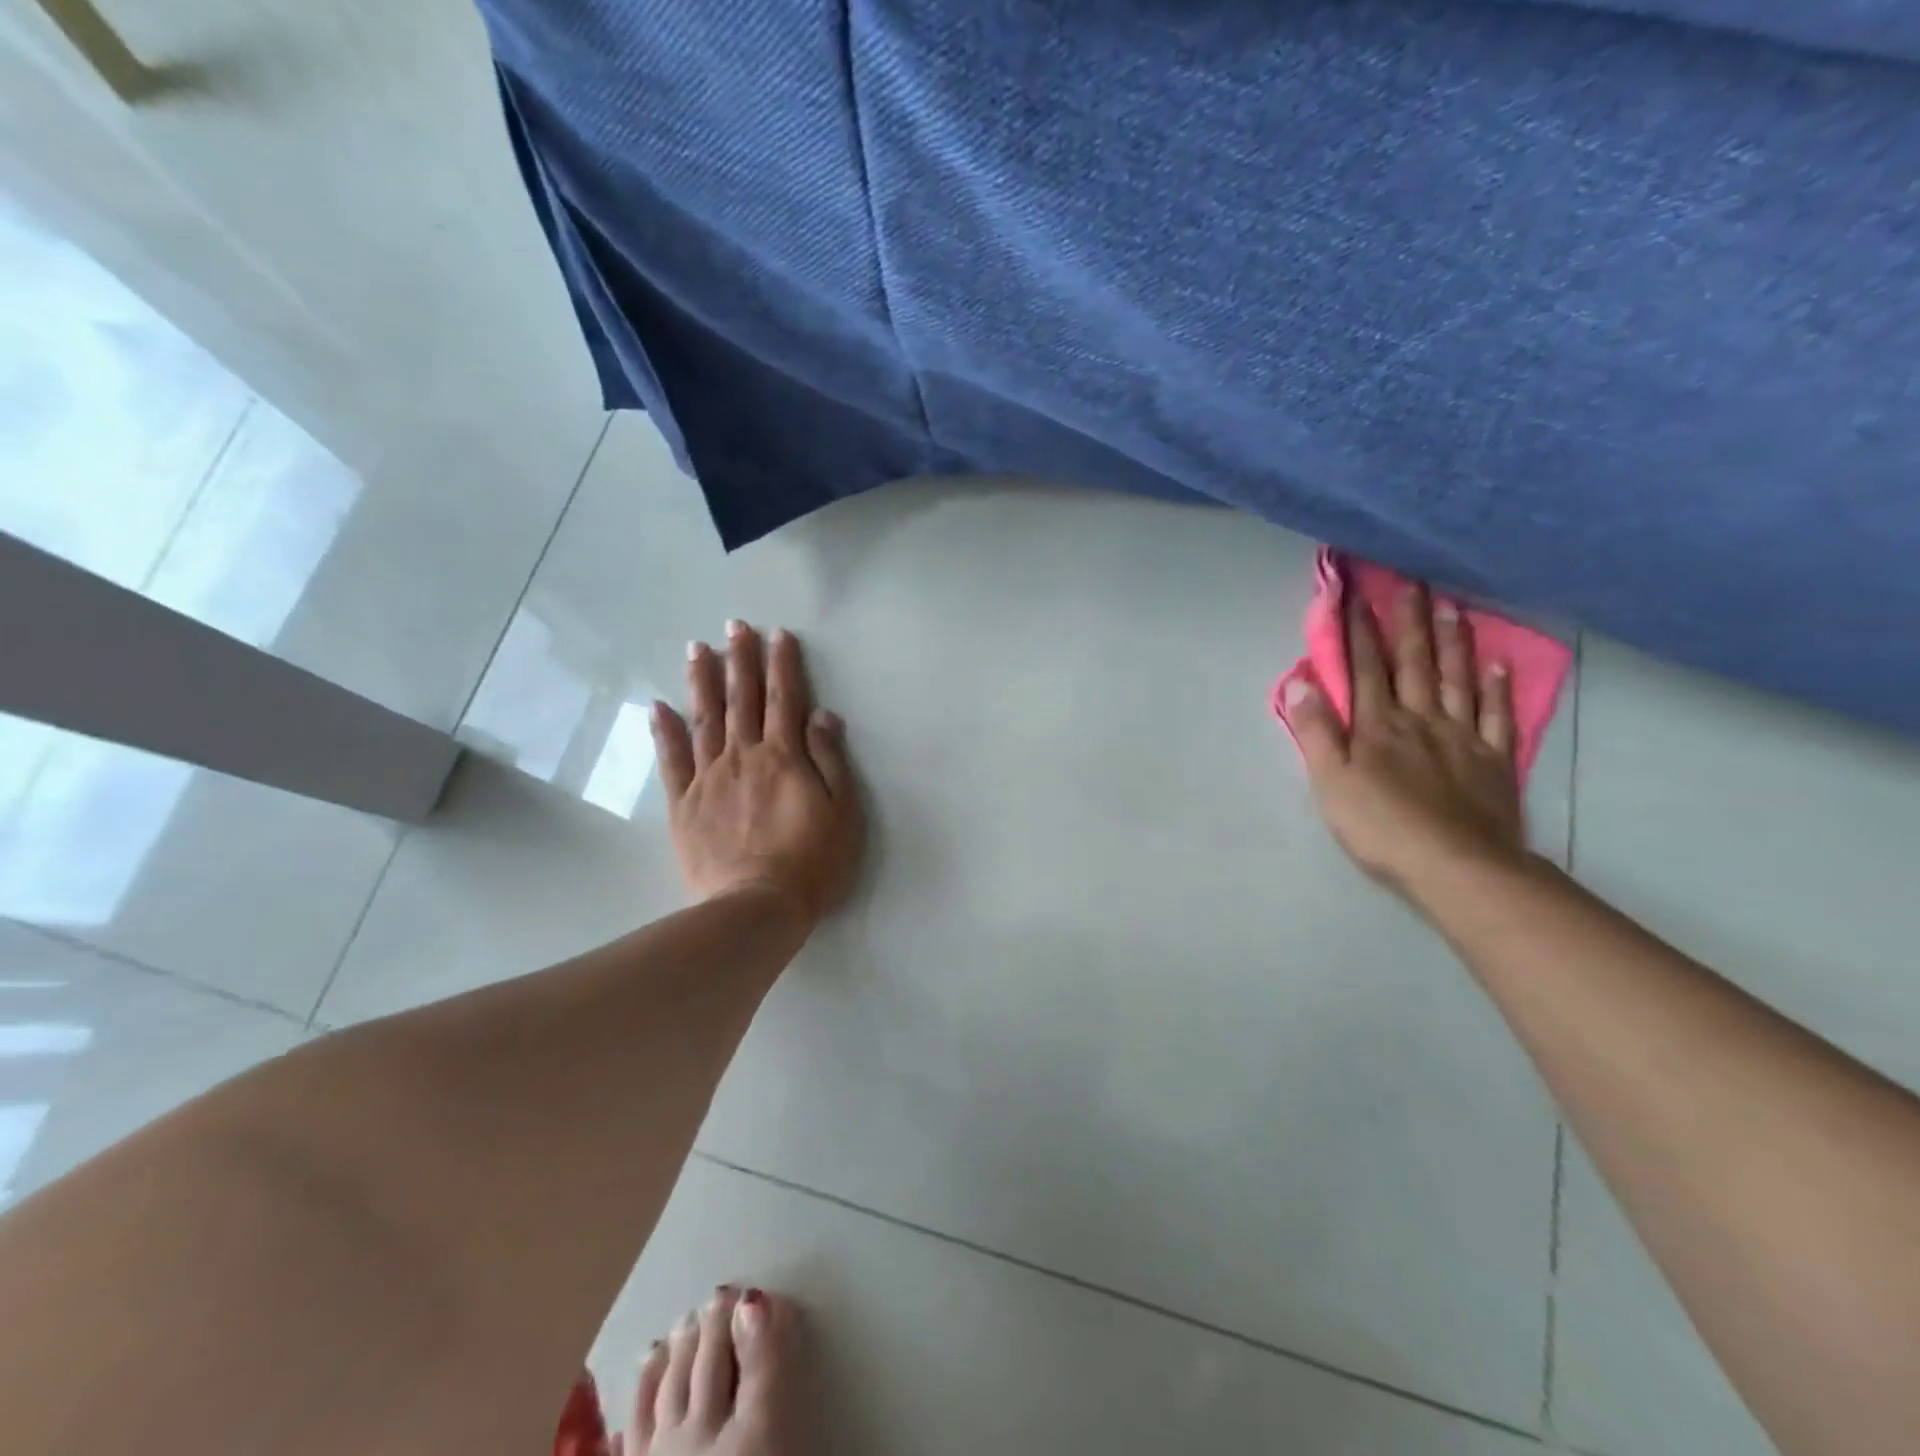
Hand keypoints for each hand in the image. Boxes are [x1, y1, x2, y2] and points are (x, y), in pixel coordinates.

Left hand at [650, 621, 864, 928]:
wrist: (757, 908)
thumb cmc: (812, 864)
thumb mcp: (843, 813)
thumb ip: (831, 760)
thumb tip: (821, 714)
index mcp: (785, 757)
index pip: (785, 699)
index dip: (783, 665)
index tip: (778, 634)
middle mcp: (744, 757)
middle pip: (743, 700)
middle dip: (740, 660)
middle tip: (734, 625)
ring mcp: (709, 778)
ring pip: (705, 720)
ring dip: (702, 681)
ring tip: (697, 649)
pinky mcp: (684, 805)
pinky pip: (672, 761)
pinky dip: (664, 732)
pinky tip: (658, 706)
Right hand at [1284, 581, 1526, 899]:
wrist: (1456, 866)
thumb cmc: (1381, 826)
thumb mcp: (1331, 782)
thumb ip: (1316, 732)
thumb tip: (1300, 683)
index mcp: (1377, 726)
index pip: (1365, 669)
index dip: (1358, 632)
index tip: (1356, 594)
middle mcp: (1420, 720)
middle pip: (1413, 664)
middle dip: (1409, 622)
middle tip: (1413, 582)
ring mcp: (1462, 738)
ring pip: (1457, 680)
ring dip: (1453, 642)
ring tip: (1453, 606)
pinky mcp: (1494, 761)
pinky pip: (1498, 717)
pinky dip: (1498, 689)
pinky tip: (1498, 666)